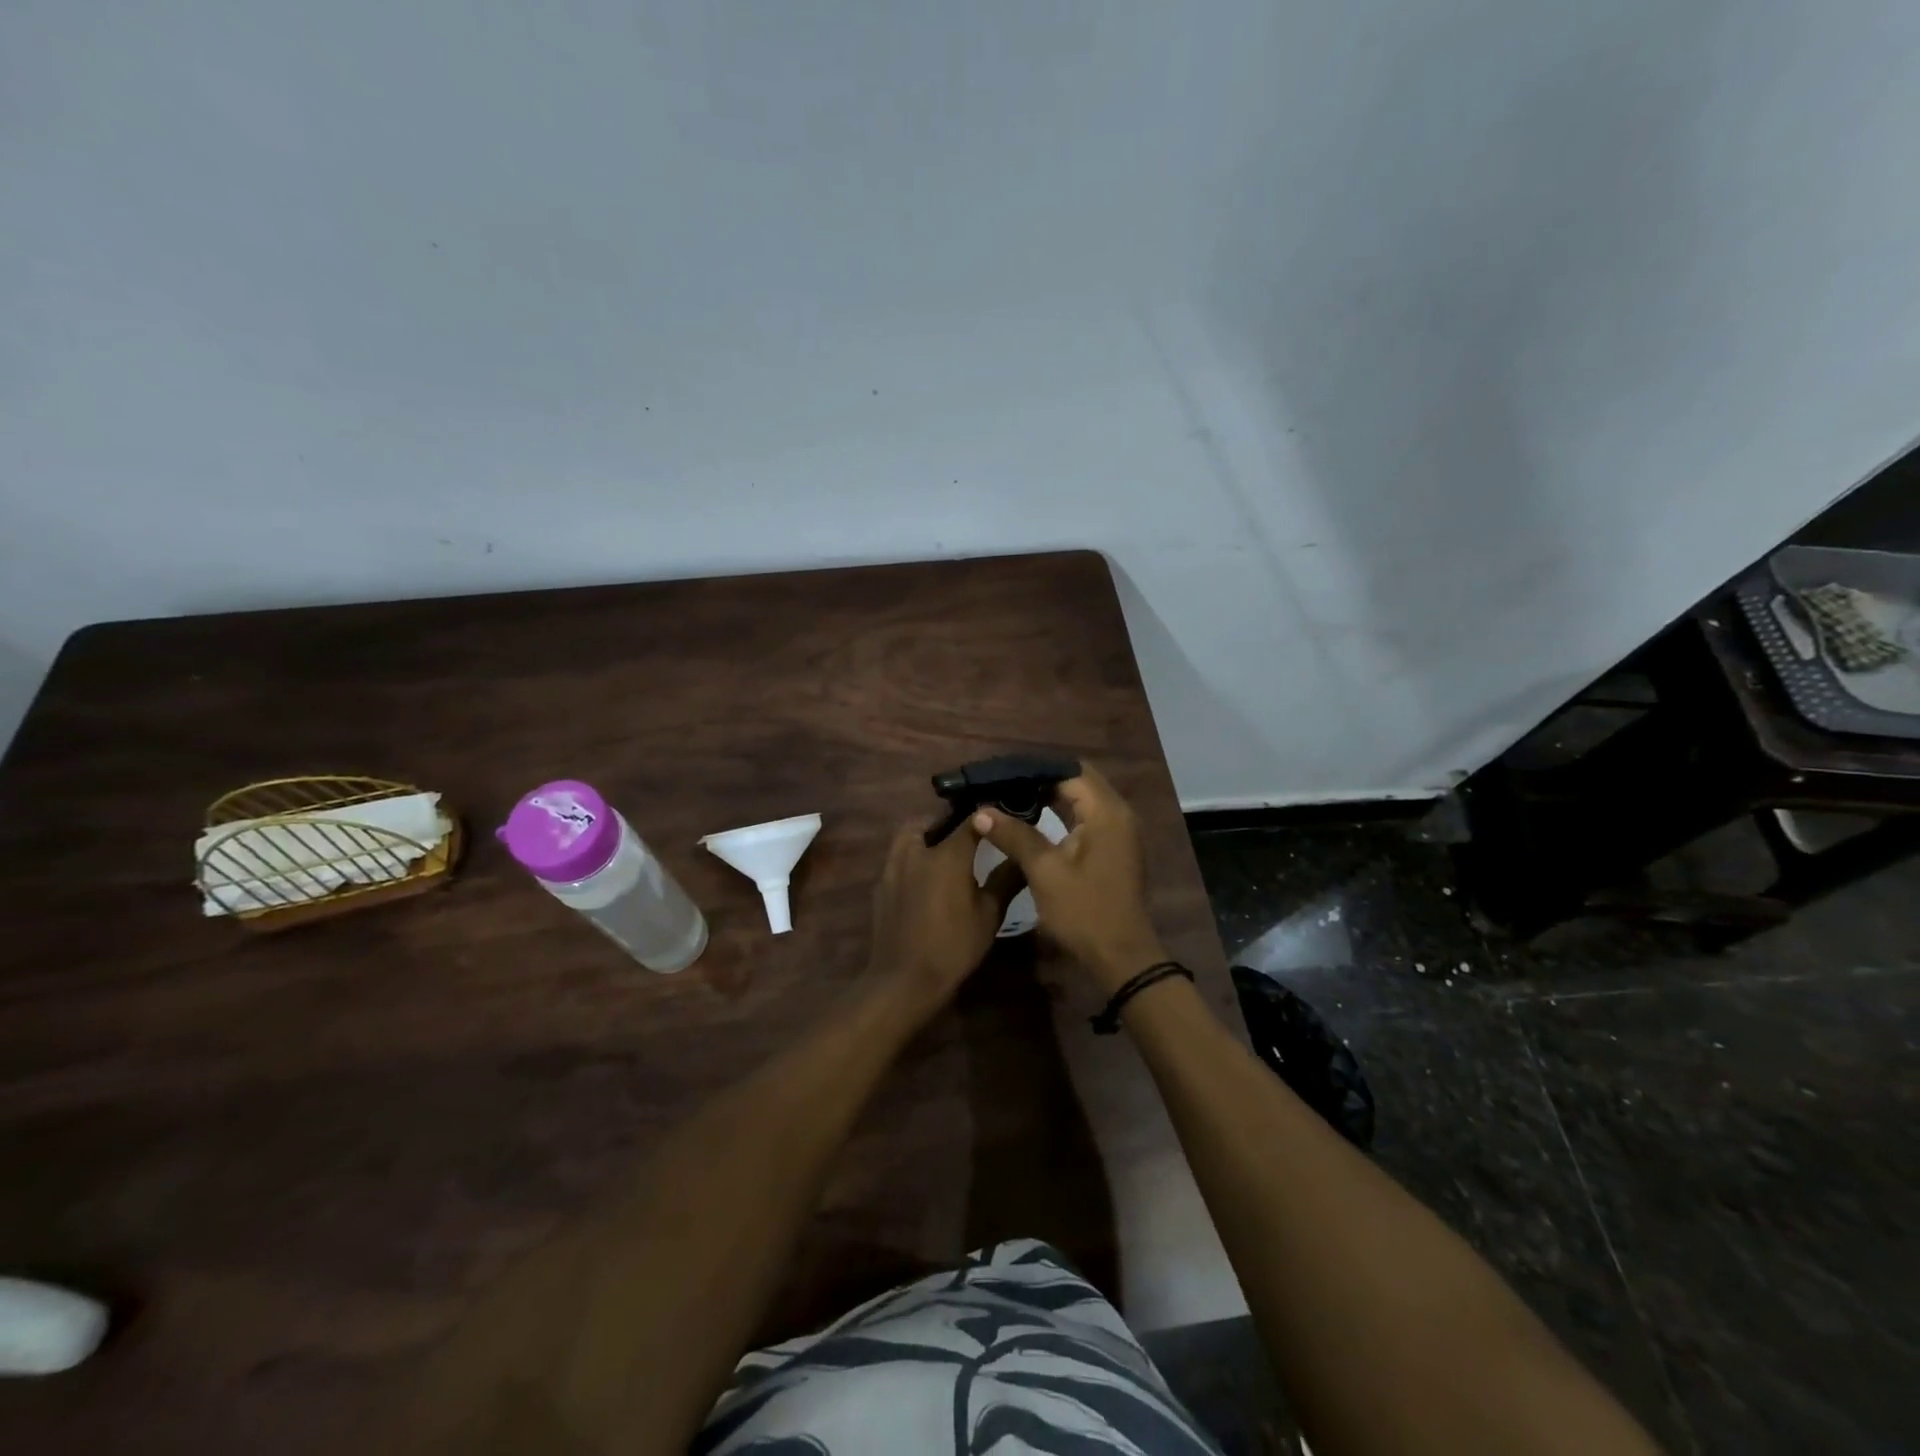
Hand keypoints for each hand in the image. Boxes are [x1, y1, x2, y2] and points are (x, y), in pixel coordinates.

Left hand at [865, 820, 1022, 1018]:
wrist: (904, 979)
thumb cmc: (953, 946)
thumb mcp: (989, 915)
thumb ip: (1005, 880)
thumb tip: (1023, 858)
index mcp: (947, 855)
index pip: (970, 821)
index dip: (986, 816)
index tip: (999, 817)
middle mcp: (917, 852)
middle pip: (929, 821)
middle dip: (947, 821)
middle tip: (965, 834)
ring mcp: (893, 868)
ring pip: (907, 837)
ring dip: (923, 836)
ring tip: (942, 852)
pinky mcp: (881, 886)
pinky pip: (897, 860)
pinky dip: (911, 859)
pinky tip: (923, 879)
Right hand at [970, 763, 1166, 994]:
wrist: (1120, 956)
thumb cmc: (1083, 911)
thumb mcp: (1044, 871)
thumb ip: (1014, 835)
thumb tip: (981, 811)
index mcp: (1106, 812)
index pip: (1070, 771)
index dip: (1035, 770)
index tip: (1002, 774)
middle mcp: (1118, 814)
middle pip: (1078, 780)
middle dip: (1042, 780)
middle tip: (1004, 784)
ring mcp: (1119, 832)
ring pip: (1083, 799)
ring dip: (1051, 796)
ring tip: (1012, 797)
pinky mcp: (1114, 848)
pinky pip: (1087, 817)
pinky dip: (1062, 813)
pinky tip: (1034, 820)